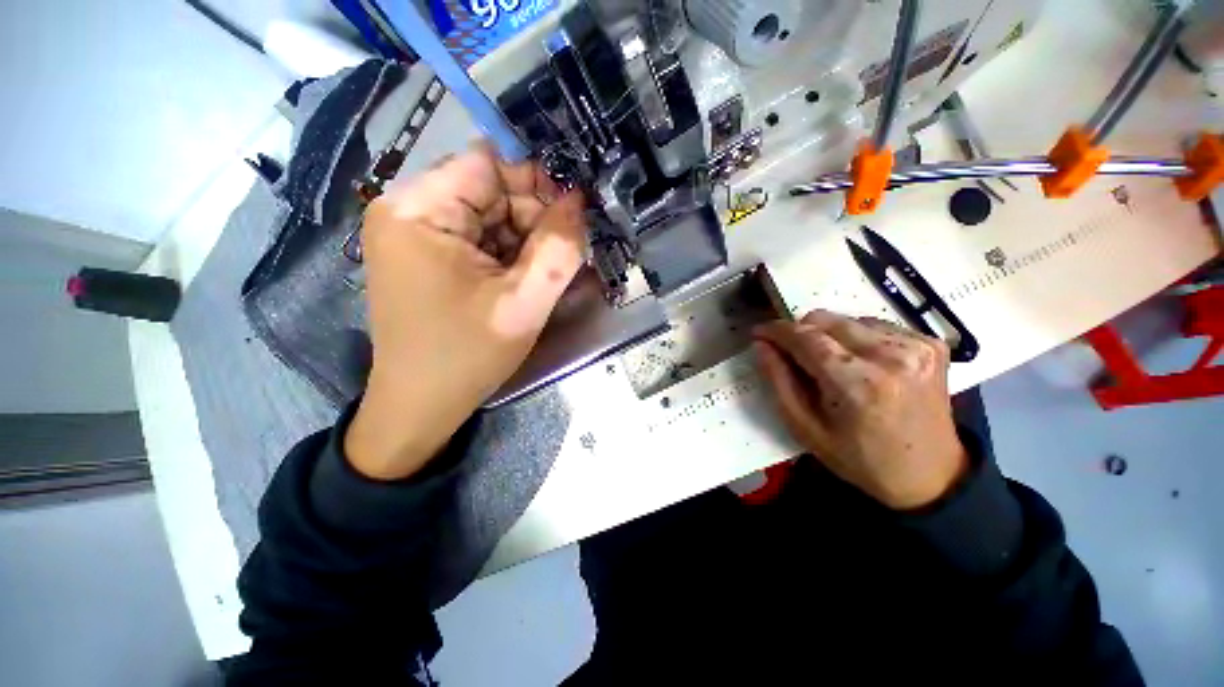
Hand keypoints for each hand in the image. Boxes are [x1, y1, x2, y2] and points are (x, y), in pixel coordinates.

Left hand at [345, 144, 585, 480]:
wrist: (422, 404)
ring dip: (528, 239)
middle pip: (491, 189)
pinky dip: (513, 253)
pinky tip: (529, 277)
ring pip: (492, 215)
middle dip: (536, 216)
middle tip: (569, 249)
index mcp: (420, 209)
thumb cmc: (467, 356)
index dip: (538, 178)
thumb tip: (580, 201)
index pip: (490, 162)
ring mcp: (420, 233)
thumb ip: (559, 249)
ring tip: (551, 270)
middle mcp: (412, 209)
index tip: (576, 207)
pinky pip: (484, 238)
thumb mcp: (523, 303)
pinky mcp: (432, 255)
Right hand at [752, 310, 967, 509]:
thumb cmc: (859, 458)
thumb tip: (761, 344)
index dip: (777, 330)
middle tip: (792, 354)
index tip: (759, 332)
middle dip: (800, 332)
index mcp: (858, 383)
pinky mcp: (931, 344)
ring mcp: (917, 346)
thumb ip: (779, 381)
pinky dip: (856, 338)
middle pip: (826, 320)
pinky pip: (875, 325)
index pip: (806, 337)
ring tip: (829, 363)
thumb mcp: (805, 429)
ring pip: (848, 319)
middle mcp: (891, 355)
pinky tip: (859, 362)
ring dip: (828, 335)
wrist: (931, 475)